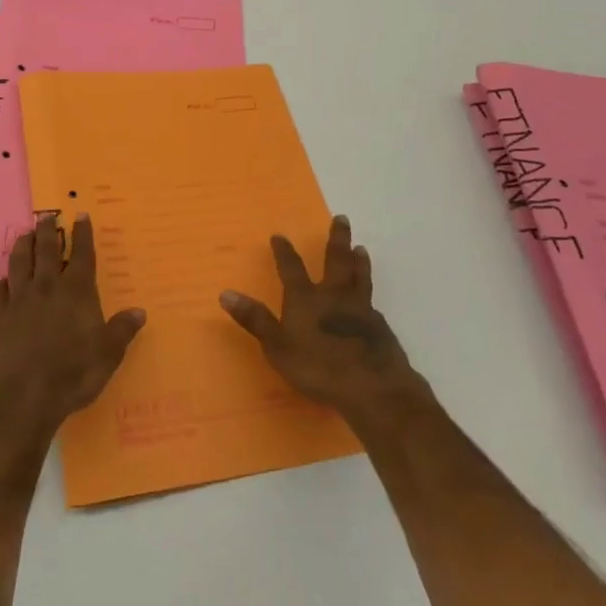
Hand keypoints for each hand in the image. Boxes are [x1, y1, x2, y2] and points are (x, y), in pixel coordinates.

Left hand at [0, 214, 145, 442]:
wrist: (21, 396)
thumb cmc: (72, 374)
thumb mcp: (108, 355)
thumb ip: (122, 330)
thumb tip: (139, 311)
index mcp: (76, 291)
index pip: (82, 254)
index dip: (82, 233)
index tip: (81, 214)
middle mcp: (46, 287)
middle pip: (45, 249)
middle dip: (48, 230)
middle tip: (47, 215)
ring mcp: (18, 300)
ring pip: (19, 263)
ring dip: (22, 245)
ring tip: (24, 234)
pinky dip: (2, 282)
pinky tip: (2, 281)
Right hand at [220, 216, 422, 420]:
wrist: (372, 387)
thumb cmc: (319, 367)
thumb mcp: (278, 347)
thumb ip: (255, 320)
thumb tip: (225, 292)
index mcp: (306, 299)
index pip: (292, 268)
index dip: (284, 252)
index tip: (279, 236)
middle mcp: (334, 296)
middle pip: (336, 260)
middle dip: (336, 239)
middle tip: (341, 218)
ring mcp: (360, 309)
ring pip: (359, 276)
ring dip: (358, 260)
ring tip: (360, 248)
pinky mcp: (380, 326)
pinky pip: (372, 302)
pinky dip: (369, 293)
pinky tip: (370, 299)